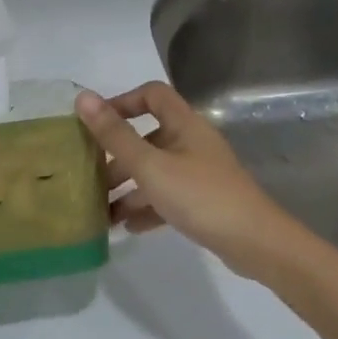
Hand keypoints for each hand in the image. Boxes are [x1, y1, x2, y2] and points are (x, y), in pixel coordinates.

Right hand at [75, 82, 294, 275]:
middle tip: (91, 176)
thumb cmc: (199, 196)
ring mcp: (199, 174)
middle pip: (148, 138)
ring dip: (128, 188)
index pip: (152, 95)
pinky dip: (146, 208)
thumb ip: (115, 135)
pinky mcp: (203, 201)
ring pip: (155, 172)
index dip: (122, 102)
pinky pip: (167, 197)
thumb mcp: (150, 166)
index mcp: (184, 125)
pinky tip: (127, 227)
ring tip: (101, 210)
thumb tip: (83, 98)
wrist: (255, 243)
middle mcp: (192, 143)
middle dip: (117, 157)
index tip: (95, 124)